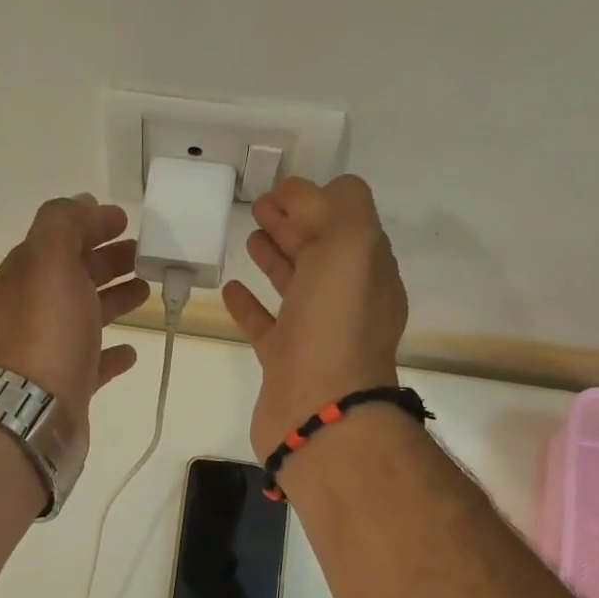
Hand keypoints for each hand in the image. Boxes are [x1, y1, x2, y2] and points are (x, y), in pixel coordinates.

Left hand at [0, 194, 150, 423]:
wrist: (33, 412)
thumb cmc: (45, 333)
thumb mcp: (49, 262)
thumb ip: (63, 225)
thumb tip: (82, 204)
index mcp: (24, 278)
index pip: (56, 240)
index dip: (88, 225)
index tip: (125, 221)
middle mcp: (31, 312)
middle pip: (72, 276)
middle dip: (106, 260)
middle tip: (143, 254)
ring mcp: (48, 350)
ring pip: (84, 316)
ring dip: (113, 299)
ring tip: (146, 291)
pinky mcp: (66, 386)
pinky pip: (92, 362)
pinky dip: (111, 351)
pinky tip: (131, 350)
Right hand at [222, 175, 407, 460]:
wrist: (318, 410)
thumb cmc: (335, 324)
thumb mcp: (351, 245)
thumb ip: (338, 207)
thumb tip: (309, 196)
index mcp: (368, 270)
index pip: (344, 222)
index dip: (314, 200)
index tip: (280, 187)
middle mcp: (346, 300)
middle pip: (319, 251)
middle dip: (293, 223)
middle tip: (259, 205)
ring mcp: (315, 333)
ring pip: (294, 285)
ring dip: (274, 257)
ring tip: (249, 237)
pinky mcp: (284, 362)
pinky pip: (266, 324)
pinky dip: (249, 304)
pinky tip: (230, 288)